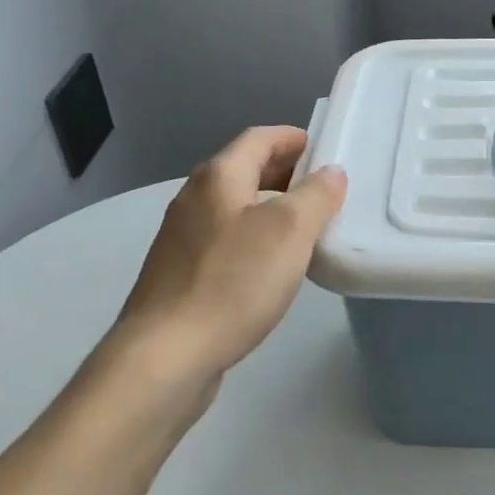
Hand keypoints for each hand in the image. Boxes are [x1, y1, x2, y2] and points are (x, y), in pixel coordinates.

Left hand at [113, 126, 345, 385]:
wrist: (165, 357)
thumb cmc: (232, 282)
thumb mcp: (289, 231)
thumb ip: (316, 195)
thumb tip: (330, 172)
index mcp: (218, 177)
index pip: (259, 138)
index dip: (294, 138)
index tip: (326, 148)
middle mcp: (194, 198)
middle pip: (244, 169)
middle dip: (285, 171)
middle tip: (324, 187)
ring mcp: (182, 238)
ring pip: (235, 206)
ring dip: (271, 206)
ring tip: (307, 226)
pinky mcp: (180, 274)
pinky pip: (226, 239)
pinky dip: (254, 237)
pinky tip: (272, 265)